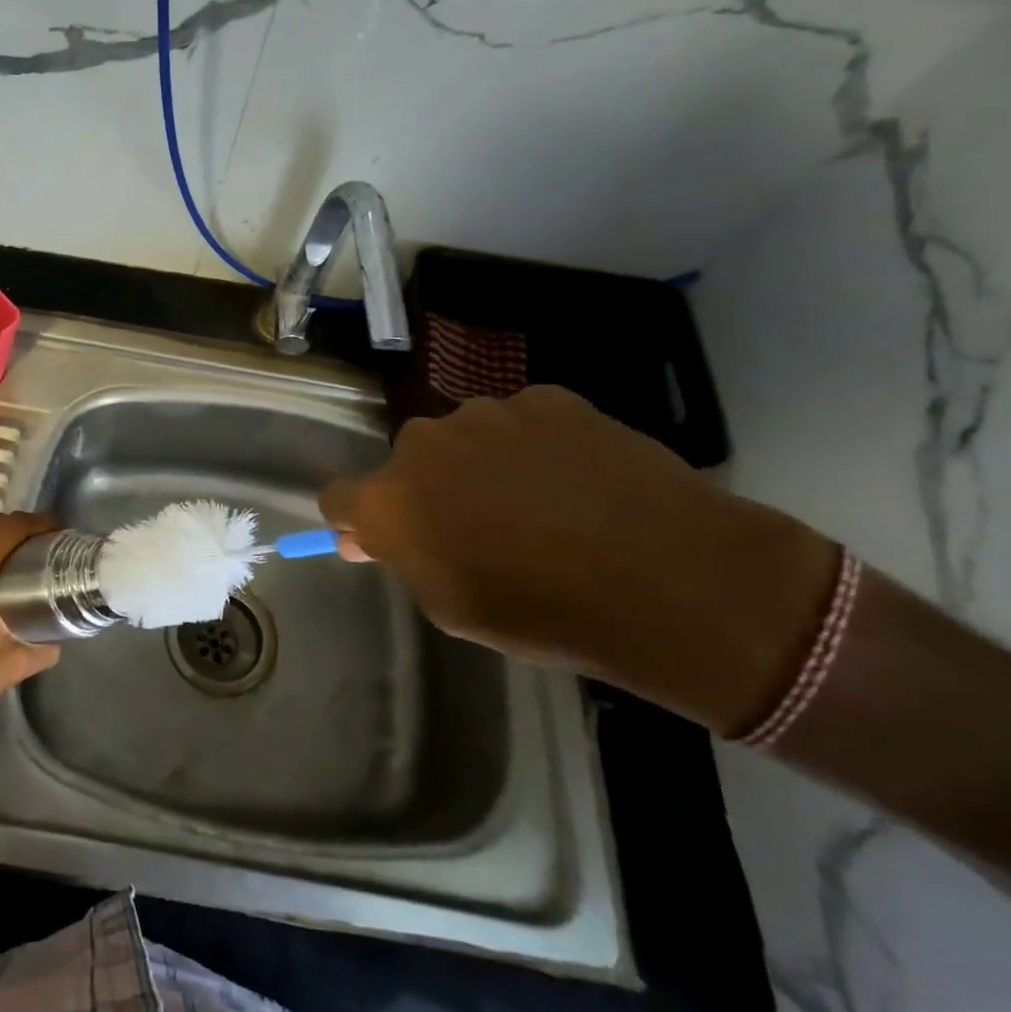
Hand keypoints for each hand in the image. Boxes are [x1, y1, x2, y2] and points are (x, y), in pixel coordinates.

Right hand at [319, 385, 841, 733]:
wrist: (672, 580)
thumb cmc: (546, 614)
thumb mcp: (452, 608)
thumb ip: (403, 560)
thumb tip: (369, 536)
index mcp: (390, 500)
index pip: (338, 497)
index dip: (357, 519)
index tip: (385, 539)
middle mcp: (423, 443)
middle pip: (408, 463)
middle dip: (429, 489)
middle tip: (480, 528)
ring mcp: (486, 413)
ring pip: (464, 437)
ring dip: (480, 463)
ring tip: (541, 503)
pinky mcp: (546, 397)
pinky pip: (521, 420)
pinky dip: (534, 445)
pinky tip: (577, 479)